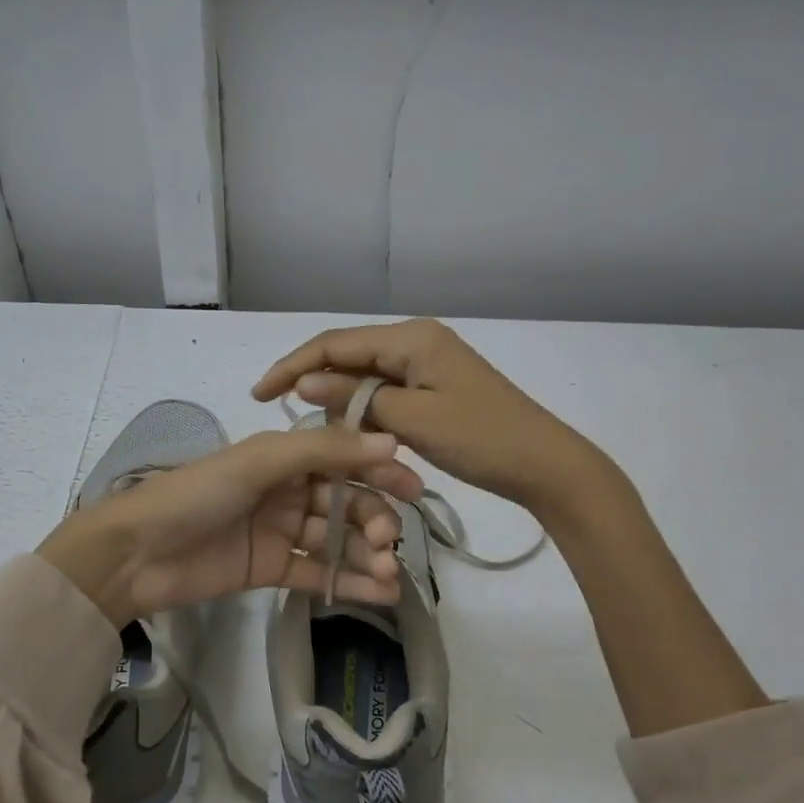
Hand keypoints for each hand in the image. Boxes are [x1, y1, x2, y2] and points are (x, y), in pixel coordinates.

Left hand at [37, 426, 425, 625]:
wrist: (136, 553)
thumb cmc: (196, 494)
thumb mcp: (259, 462)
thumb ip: (323, 451)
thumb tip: (390, 443)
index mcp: (283, 456)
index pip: (344, 459)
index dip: (380, 471)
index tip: (414, 490)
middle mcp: (287, 490)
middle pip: (345, 502)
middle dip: (372, 520)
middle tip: (387, 542)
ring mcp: (281, 531)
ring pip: (336, 540)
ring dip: (366, 556)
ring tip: (389, 577)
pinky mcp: (272, 569)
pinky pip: (318, 573)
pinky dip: (349, 583)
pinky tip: (379, 594)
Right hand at [253, 318, 593, 517]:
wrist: (545, 465)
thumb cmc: (481, 439)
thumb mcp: (413, 420)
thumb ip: (357, 398)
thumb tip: (305, 382)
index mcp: (411, 338)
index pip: (335, 344)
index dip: (293, 366)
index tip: (259, 395)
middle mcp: (416, 341)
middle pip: (348, 356)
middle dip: (313, 382)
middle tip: (279, 413)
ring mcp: (428, 364)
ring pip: (366, 377)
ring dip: (340, 401)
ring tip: (317, 432)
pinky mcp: (435, 387)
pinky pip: (387, 393)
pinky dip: (365, 411)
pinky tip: (351, 433)